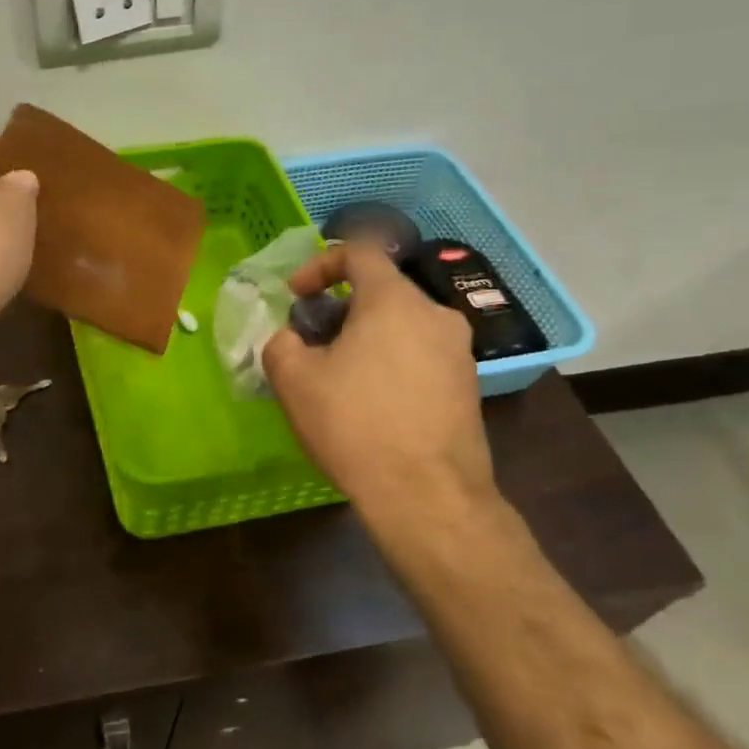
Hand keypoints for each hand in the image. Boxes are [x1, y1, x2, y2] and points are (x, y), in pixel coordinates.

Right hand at [262, 244, 496, 521]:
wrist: (427, 495)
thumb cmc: (354, 424)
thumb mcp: (293, 379)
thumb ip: (281, 343)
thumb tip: (292, 339)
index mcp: (394, 300)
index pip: (358, 252)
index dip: (318, 266)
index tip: (295, 298)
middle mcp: (435, 314)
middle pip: (380, 291)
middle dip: (337, 308)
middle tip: (310, 343)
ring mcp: (458, 352)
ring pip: (400, 324)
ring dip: (363, 337)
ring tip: (336, 376)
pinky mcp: (467, 386)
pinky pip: (418, 355)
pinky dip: (388, 362)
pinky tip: (369, 403)